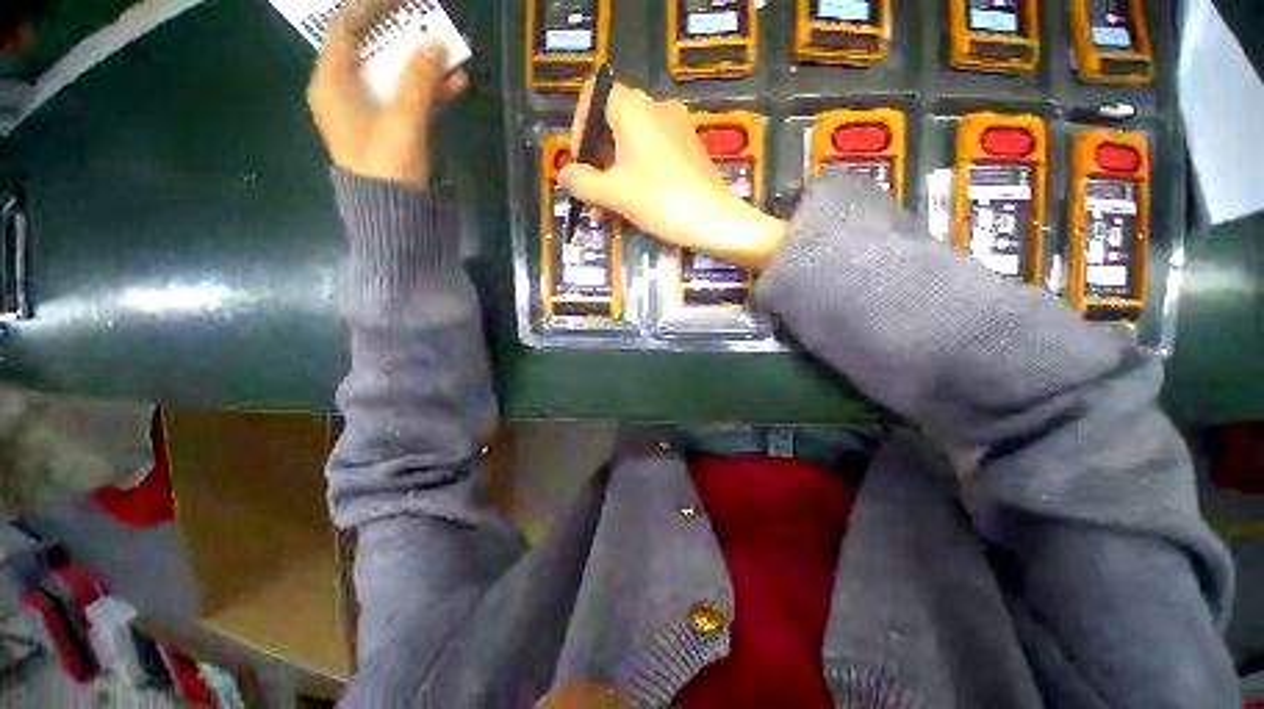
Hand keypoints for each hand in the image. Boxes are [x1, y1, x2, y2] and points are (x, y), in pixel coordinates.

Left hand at [307, 0, 467, 189]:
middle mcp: (344, 89)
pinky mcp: (386, 126)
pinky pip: (406, 98)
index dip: (372, 6)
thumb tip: (434, 42)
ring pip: (393, 73)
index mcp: (332, 81)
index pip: (347, 28)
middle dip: (404, 35)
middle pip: (372, 49)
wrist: (391, 212)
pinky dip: (428, 90)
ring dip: (423, 64)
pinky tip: (454, 85)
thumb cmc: (386, 164)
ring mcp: (367, 109)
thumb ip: (418, 81)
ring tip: (453, 55)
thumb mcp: (403, 121)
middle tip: (430, 23)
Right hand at [559, 79, 786, 268]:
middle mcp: (657, 109)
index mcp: (634, 108)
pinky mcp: (689, 151)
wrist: (715, 220)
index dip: (580, 127)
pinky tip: (631, 205)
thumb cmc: (660, 200)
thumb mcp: (613, 193)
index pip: (595, 97)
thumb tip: (564, 175)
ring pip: (632, 146)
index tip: (579, 163)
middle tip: (590, 194)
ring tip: (605, 211)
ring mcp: (677, 130)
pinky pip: (653, 156)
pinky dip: (636, 176)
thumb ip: (582, 182)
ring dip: (613, 175)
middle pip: (613, 125)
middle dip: (596, 162)